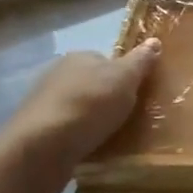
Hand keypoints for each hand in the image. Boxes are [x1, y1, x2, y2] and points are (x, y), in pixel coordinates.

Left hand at [0, 40, 161, 192]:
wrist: (41, 150)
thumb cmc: (88, 106)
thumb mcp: (124, 79)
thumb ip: (140, 61)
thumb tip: (154, 41)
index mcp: (78, 57)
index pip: (107, 61)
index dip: (124, 77)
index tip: (138, 95)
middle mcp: (57, 75)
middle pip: (92, 85)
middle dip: (108, 100)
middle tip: (130, 118)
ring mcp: (44, 105)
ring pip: (79, 110)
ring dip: (93, 122)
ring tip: (114, 139)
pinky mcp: (37, 134)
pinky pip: (68, 133)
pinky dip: (79, 140)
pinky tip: (91, 152)